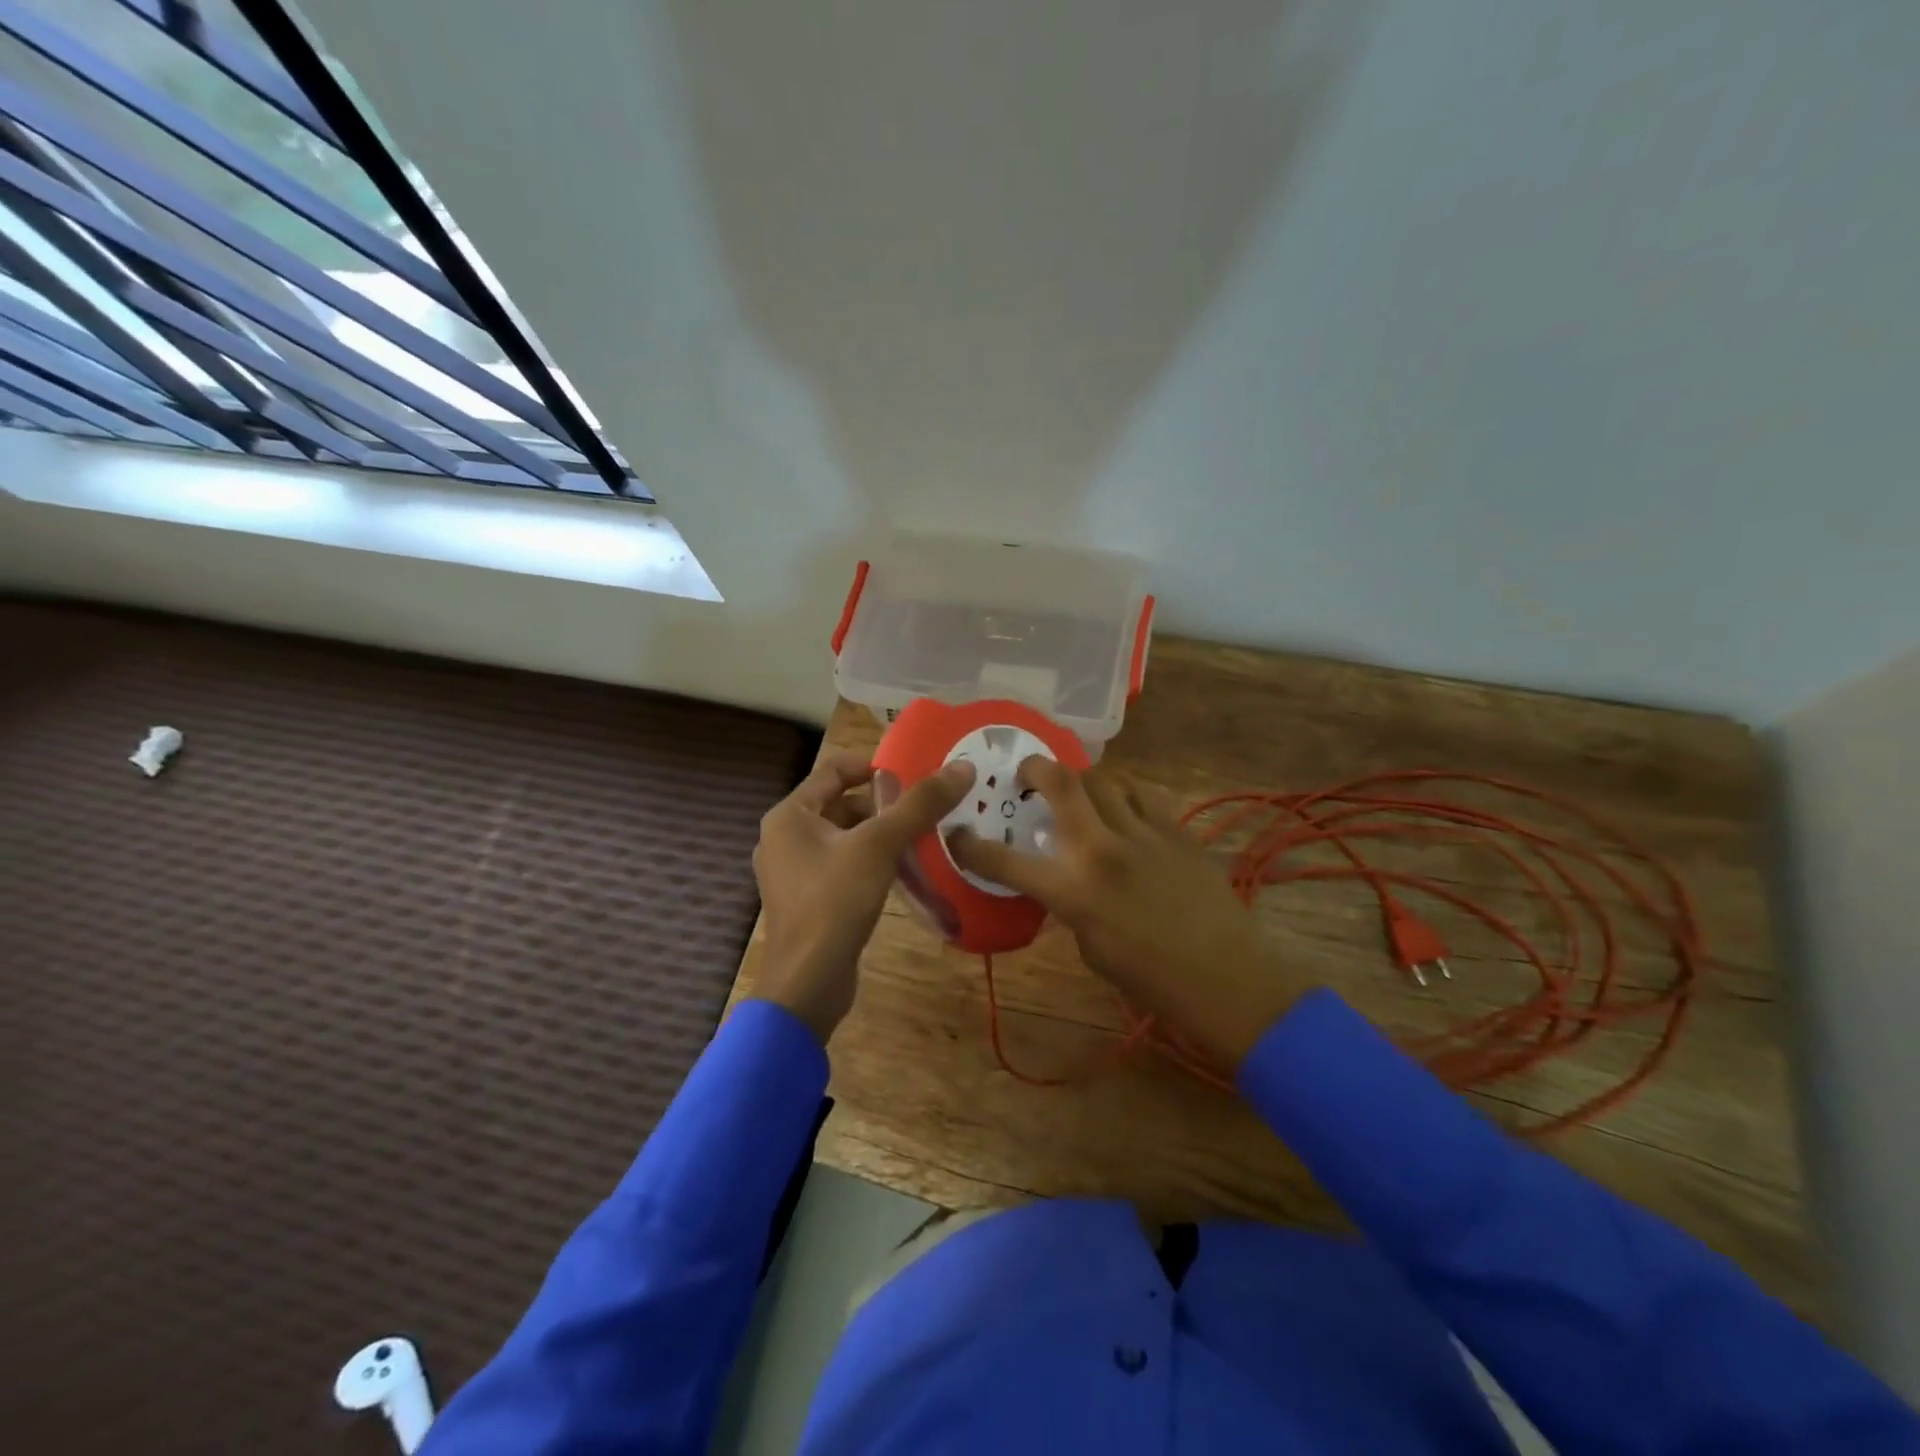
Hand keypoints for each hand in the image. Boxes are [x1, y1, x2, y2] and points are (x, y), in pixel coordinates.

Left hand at [752, 750, 975, 1044]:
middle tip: (926, 807)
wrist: (808, 983)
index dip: (873, 765)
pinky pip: (843, 865)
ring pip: (845, 837)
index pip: (833, 769)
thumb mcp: (880, 846)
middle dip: (883, 804)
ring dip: (881, 833)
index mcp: (789, 815)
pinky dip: (872, 861)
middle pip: (841, 803)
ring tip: (924, 836)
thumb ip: (919, 804)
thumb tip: (962, 767)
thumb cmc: (835, 902)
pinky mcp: (809, 900)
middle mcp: (785, 837)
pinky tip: (905, 870)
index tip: (914, 771)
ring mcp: (794, 872)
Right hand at [950, 759, 1306, 1068]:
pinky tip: (1124, 806)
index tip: (958, 834)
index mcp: (1073, 891)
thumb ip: (1070, 906)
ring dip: (1083, 780)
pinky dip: (1125, 794)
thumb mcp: (1091, 949)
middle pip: (1061, 783)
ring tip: (1078, 790)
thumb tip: (1064, 881)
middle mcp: (1102, 850)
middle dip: (1034, 769)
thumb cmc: (1152, 979)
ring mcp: (1144, 834)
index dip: (972, 846)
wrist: (1227, 978)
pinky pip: (1144, 795)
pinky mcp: (1178, 831)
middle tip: (1026, 774)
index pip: (1006, 860)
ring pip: (1104, 779)